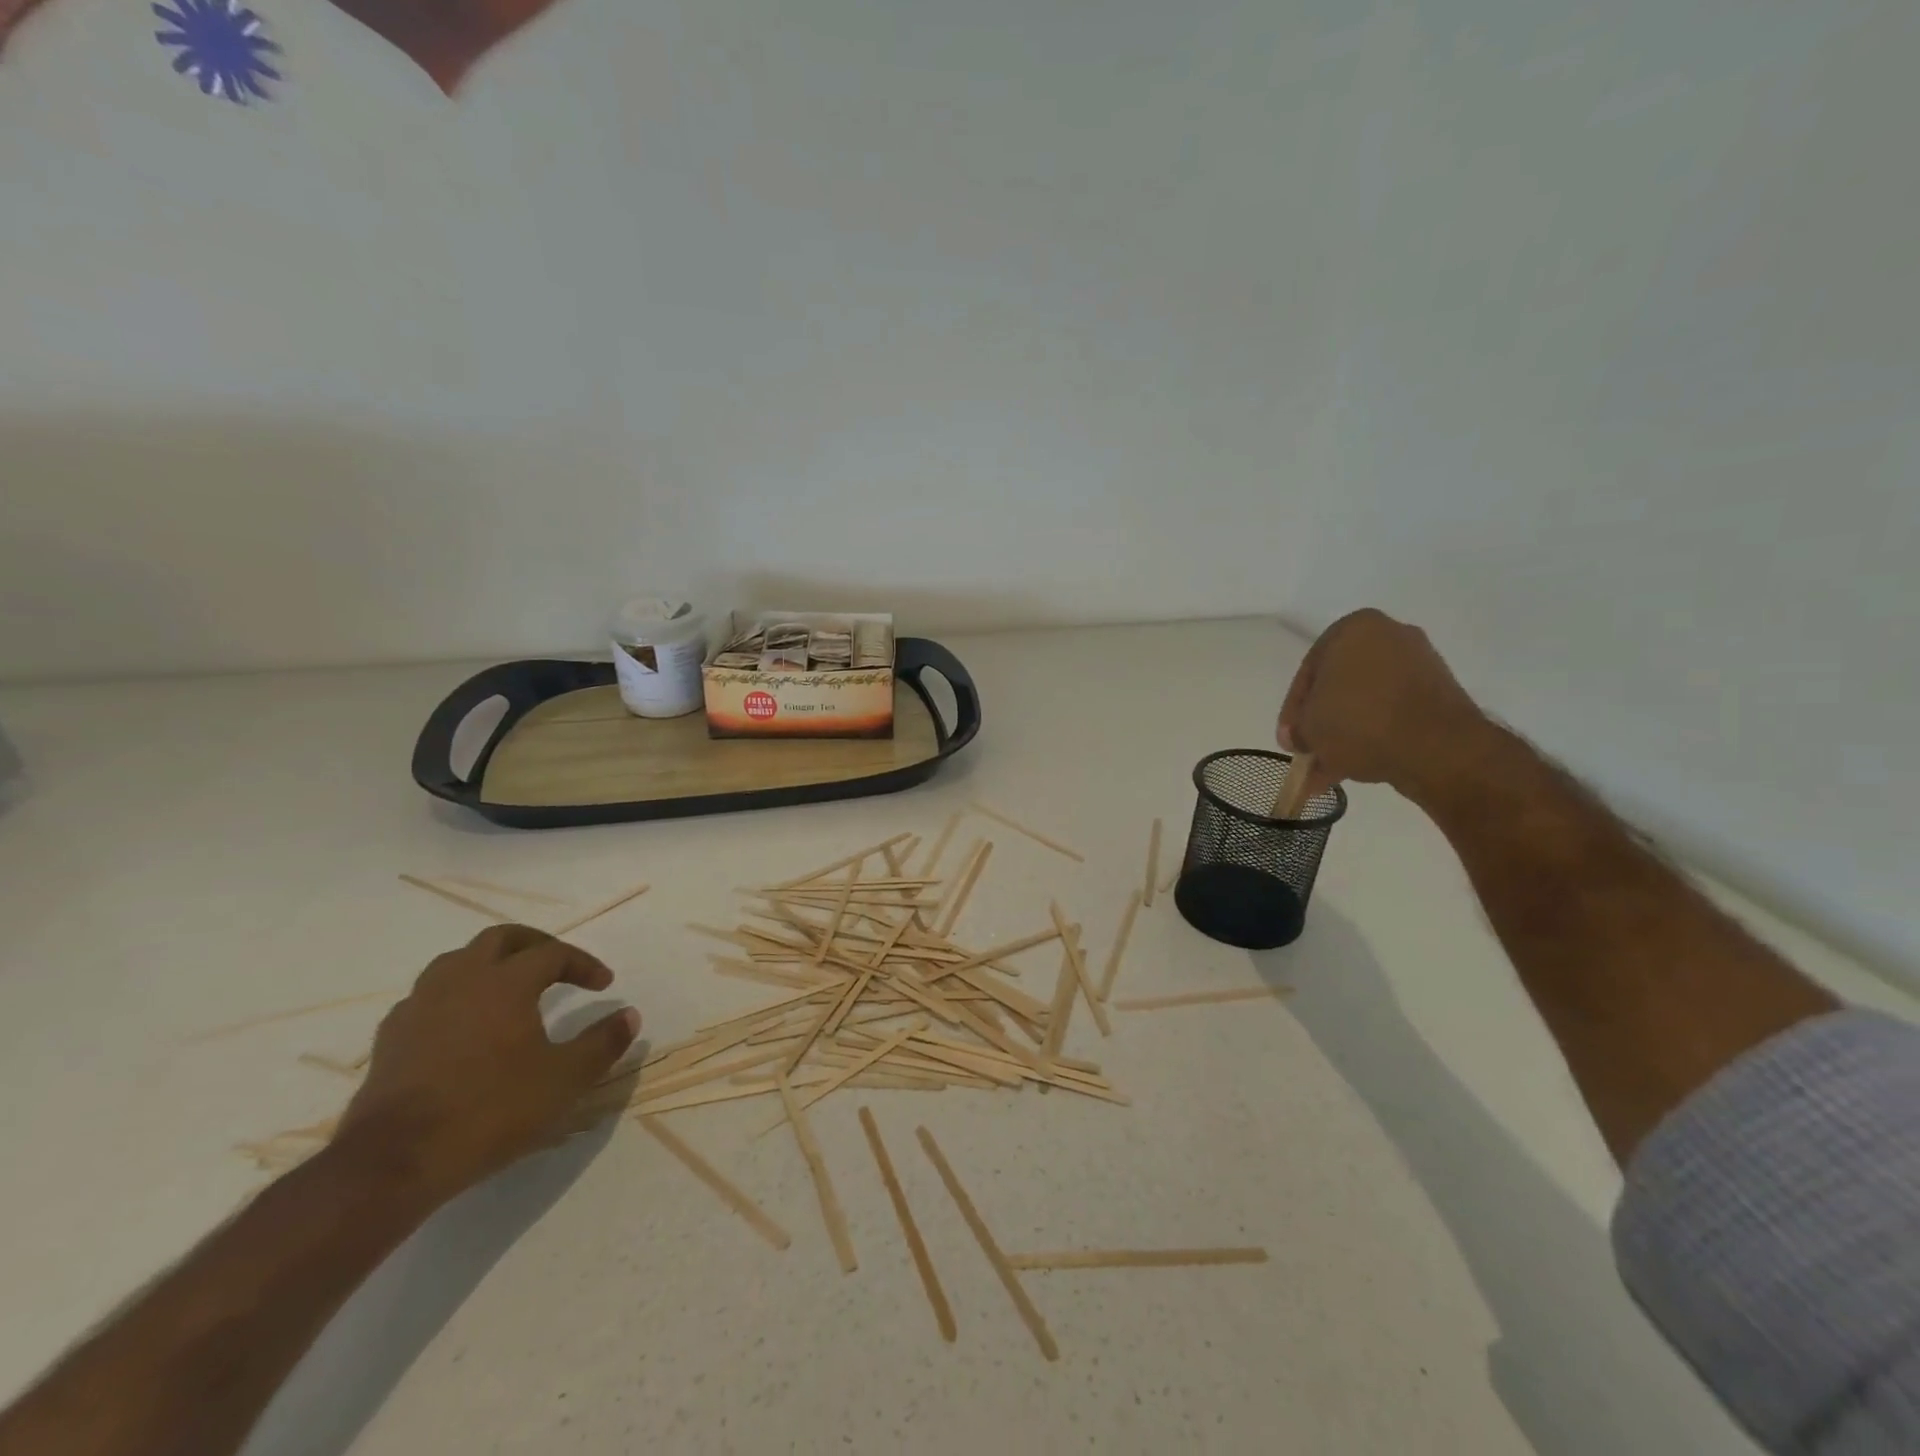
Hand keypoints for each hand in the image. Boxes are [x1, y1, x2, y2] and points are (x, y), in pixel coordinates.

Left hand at [336, 926, 640, 1202]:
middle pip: (500, 939)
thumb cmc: (490, 1110)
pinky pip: (428, 996)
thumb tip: (630, 1015)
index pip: (553, 953)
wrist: (394, 1162)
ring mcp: (420, 1005)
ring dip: (490, 964)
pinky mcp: (391, 1037)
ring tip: (509, 987)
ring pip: (458, 961)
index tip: (604, 985)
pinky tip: (462, 1024)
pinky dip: (455, 996)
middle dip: (535, 945)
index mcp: (506, 982)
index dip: (583, 963)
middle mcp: (461, 979)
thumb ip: (602, 1043)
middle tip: (557, 966)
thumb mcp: (564, 1080)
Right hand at [1277, 608, 1485, 801]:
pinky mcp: (1440, 694)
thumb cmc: (1359, 721)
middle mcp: (1390, 635)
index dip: (1293, 711)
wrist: (1438, 748)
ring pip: (1366, 701)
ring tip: (1328, 770)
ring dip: (1345, 734)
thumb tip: (1300, 738)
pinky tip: (1356, 766)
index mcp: (1354, 628)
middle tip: (1308, 750)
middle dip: (1322, 721)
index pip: (1309, 671)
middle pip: (1339, 685)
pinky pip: (1394, 712)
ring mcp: (1420, 664)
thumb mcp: (1308, 727)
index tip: (1289, 740)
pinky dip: (1374, 735)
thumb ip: (1297, 728)